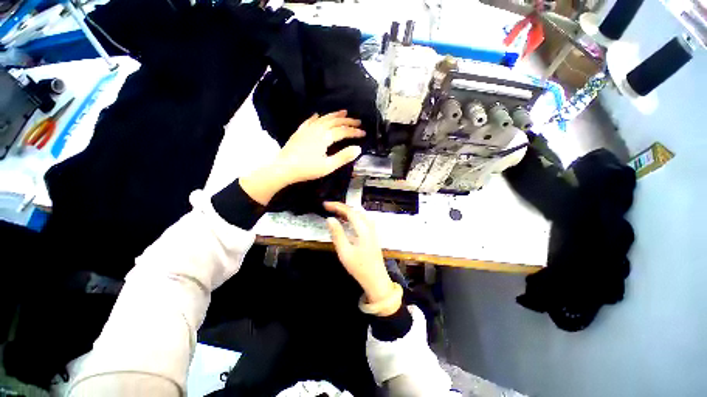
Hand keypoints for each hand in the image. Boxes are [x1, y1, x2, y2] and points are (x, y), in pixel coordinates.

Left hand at [240, 110, 364, 204]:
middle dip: (347, 121)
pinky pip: (309, 121)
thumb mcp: (328, 166)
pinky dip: (315, 117)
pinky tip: (317, 115)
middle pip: (334, 122)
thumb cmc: (307, 169)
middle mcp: (317, 129)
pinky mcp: (299, 132)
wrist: (284, 168)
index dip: (354, 132)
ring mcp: (307, 129)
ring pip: (323, 118)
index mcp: (325, 137)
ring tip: (343, 112)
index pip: (343, 131)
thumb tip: (358, 149)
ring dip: (334, 115)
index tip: (363, 133)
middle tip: (358, 121)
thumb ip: (344, 157)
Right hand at [324, 202, 399, 314]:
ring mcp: (372, 230)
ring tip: (336, 213)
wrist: (376, 279)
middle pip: (355, 210)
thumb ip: (337, 234)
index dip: (337, 206)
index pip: (349, 211)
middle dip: (341, 207)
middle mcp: (369, 226)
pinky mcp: (373, 234)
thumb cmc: (359, 267)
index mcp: (363, 228)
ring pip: (360, 214)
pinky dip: (353, 217)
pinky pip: (363, 219)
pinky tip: (348, 221)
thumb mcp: (344, 252)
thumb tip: (330, 219)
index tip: (325, 204)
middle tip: (329, 208)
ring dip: (348, 211)